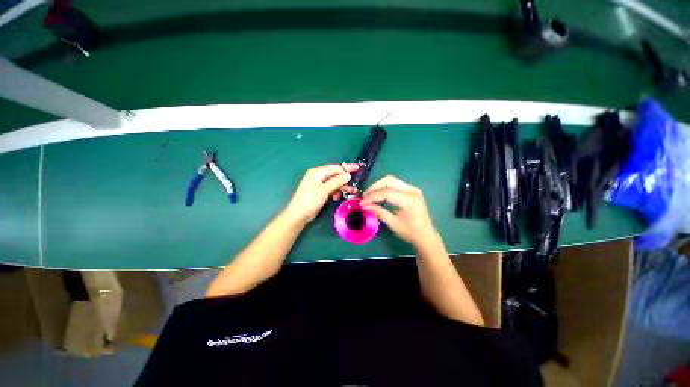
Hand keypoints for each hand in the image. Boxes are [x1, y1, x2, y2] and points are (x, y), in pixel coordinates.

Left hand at [284, 164, 359, 223]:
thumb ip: (337, 181)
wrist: (299, 214)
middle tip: (355, 185)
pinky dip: (336, 192)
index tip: (357, 168)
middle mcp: (319, 176)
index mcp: (317, 172)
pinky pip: (331, 189)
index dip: (347, 168)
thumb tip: (348, 174)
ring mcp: (319, 185)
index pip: (335, 168)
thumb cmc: (310, 200)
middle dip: (345, 180)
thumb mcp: (324, 190)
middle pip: (335, 176)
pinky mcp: (321, 192)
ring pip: (334, 183)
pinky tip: (337, 197)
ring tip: (352, 192)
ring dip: (342, 188)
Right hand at [361, 176, 436, 247]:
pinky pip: (395, 185)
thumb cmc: (411, 233)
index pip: (386, 192)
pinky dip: (385, 188)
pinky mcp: (411, 191)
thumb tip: (365, 206)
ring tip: (369, 196)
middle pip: (389, 180)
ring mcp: (412, 189)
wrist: (426, 237)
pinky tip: (379, 195)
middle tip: (365, 197)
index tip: (362, 203)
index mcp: (409, 199)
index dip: (372, 197)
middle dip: (375, 187)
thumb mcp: (393, 223)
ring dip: (379, 186)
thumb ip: (379, 212)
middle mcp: (412, 190)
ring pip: (391, 181)